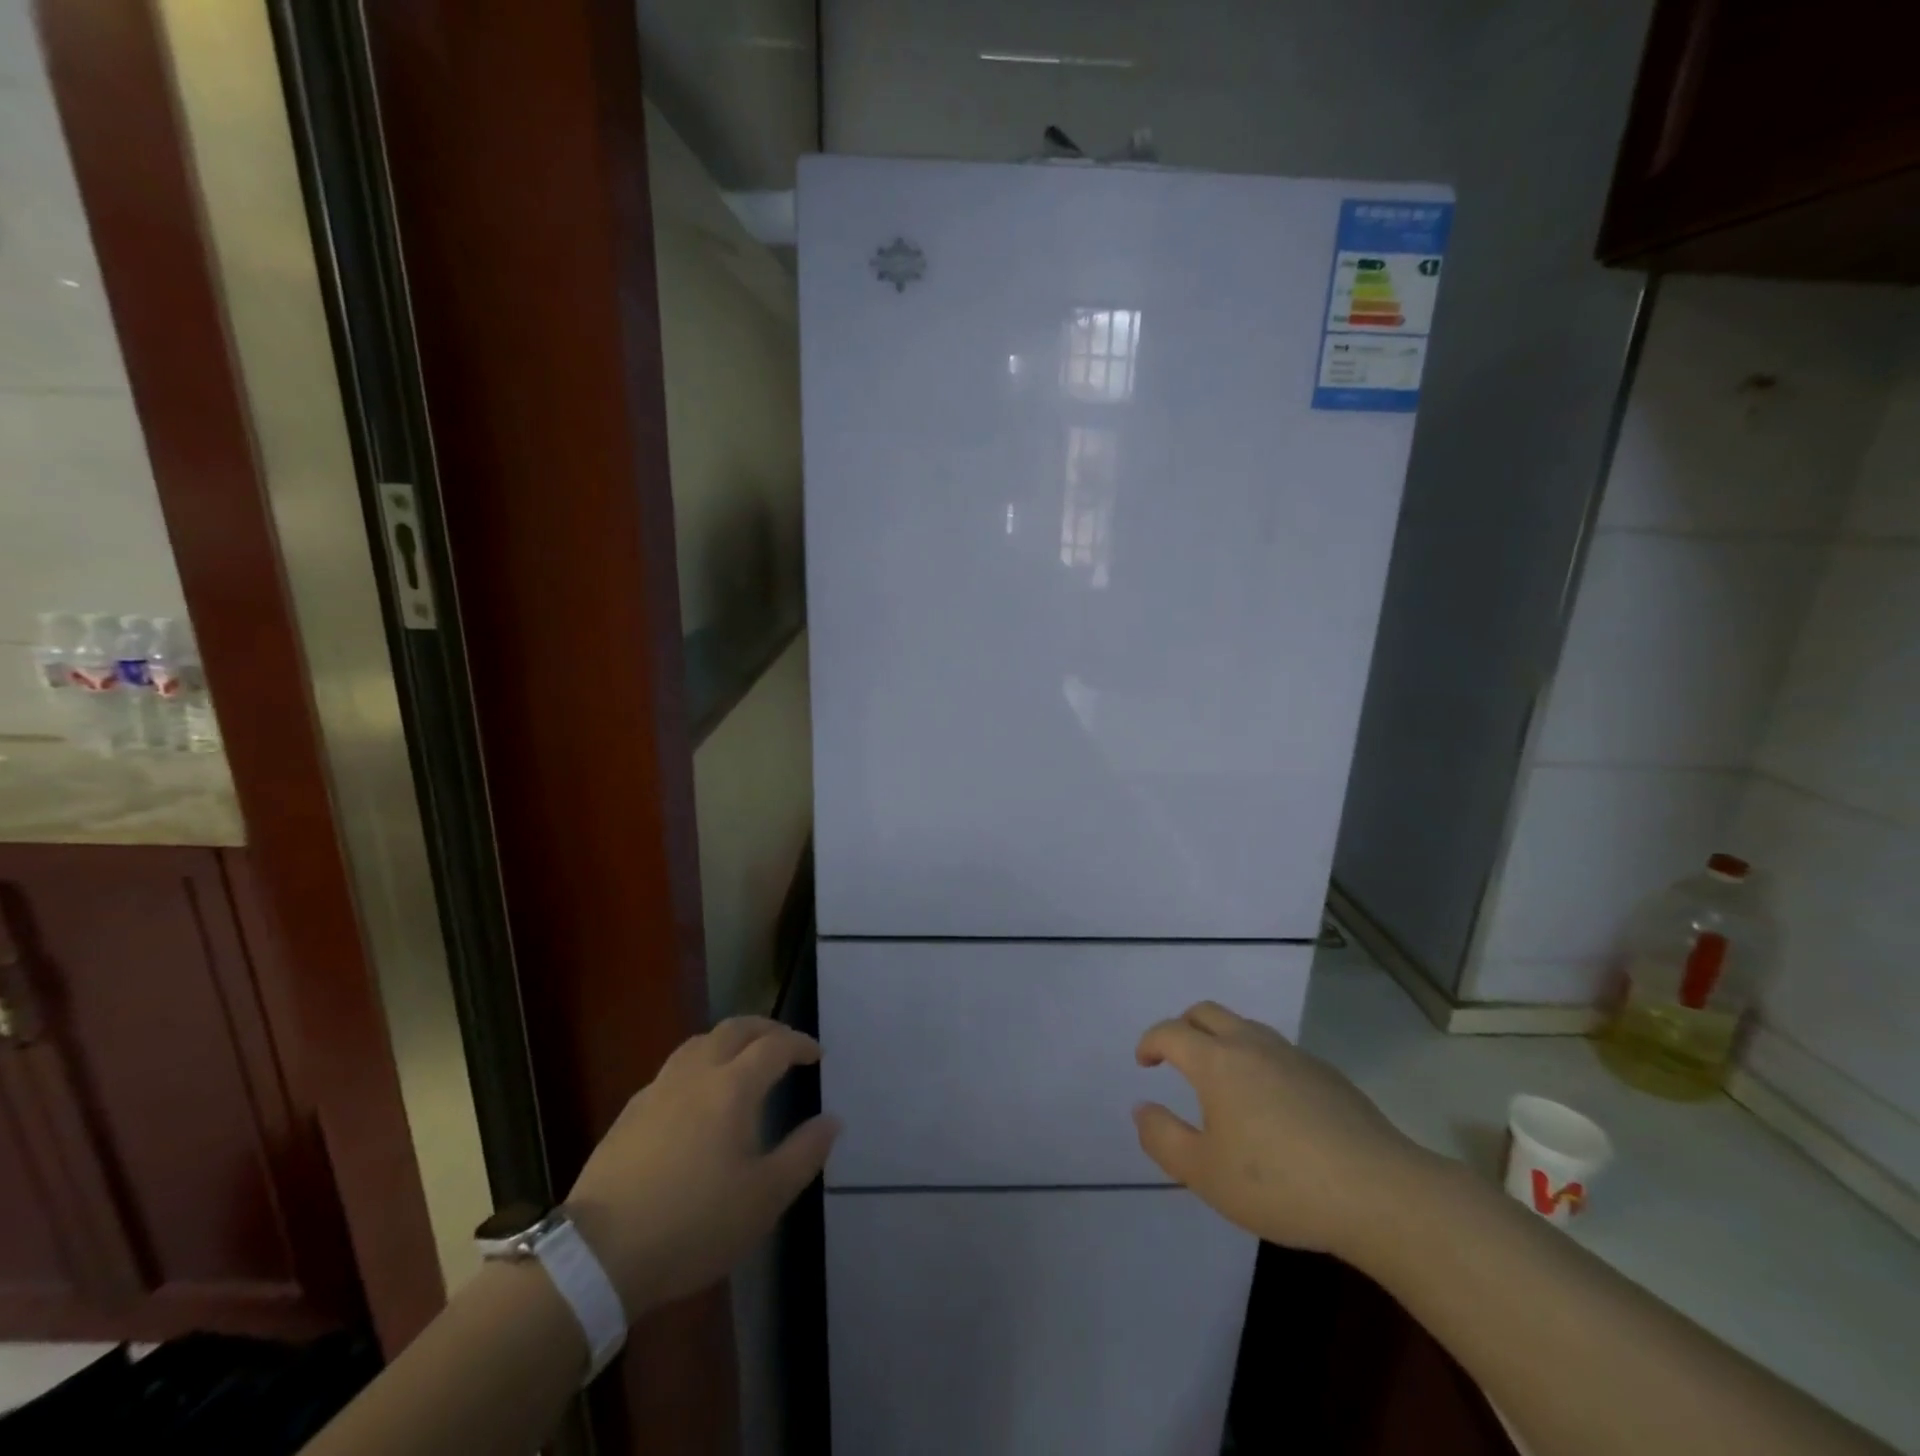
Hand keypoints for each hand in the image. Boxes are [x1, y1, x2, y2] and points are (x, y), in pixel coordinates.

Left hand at [565, 1017, 838, 1315]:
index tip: (817, 1054)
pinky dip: (699, 1064)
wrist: (598, 1256)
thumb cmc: (693, 1224)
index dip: (800, 1044)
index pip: (775, 1046)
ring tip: (744, 1059)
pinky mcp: (630, 1113)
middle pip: (735, 1029)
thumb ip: (804, 1154)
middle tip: (785, 1044)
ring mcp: (658, 1089)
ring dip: (729, 1040)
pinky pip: (674, 1068)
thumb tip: (832, 1120)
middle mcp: (696, 1074)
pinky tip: (697, 1095)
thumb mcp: (764, 1198)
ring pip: (699, 1042)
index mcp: (732, 1087)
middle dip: (766, 1029)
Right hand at [1133, 1001, 1429, 1260]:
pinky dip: (1259, 1061)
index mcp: (1217, 1061)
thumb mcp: (1204, 1174)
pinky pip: (1279, 1052)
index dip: (1150, 1042)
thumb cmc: (1279, 1184)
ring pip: (1245, 1027)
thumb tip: (1142, 1109)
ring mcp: (1294, 1056)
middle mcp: (1252, 1045)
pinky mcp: (1327, 1074)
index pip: (1171, 1032)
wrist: (1379, 1193)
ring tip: (1222, 1079)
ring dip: (1222, 1040)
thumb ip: (1163, 1138)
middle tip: (1176, 1057)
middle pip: (1206, 1012)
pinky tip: (1272, 1105)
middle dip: (1183, 1027)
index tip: (1144, 1063)